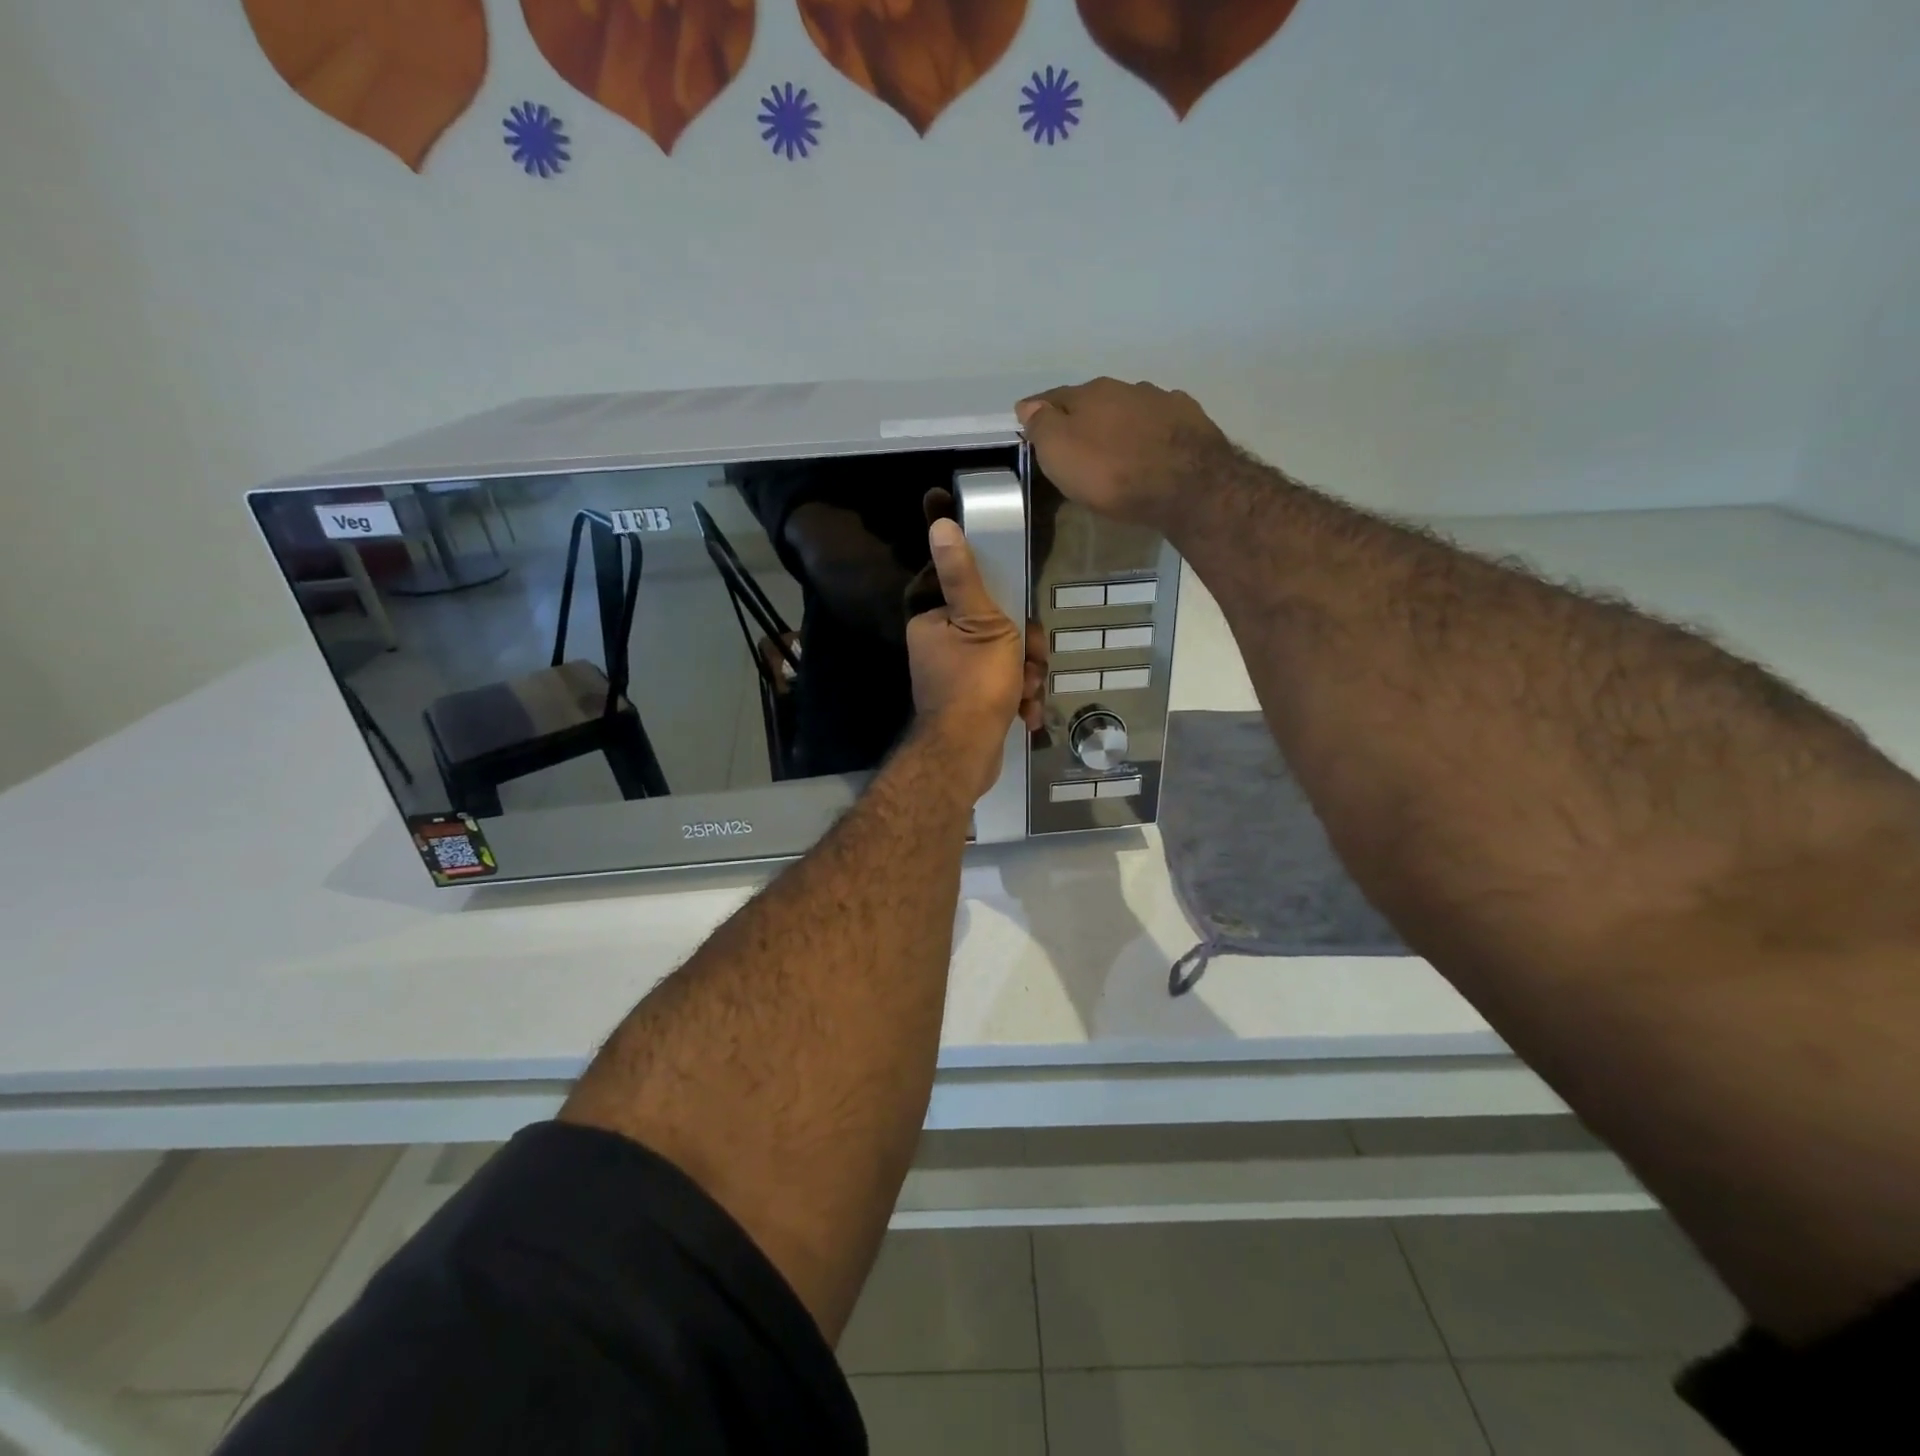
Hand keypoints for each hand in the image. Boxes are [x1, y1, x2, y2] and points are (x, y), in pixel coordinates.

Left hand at [908, 519, 1044, 799]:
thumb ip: (963, 574)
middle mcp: (938, 647)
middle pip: (995, 627)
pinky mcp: (969, 704)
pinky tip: (1026, 712)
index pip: (971, 591)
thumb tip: (940, 523)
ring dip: (1025, 675)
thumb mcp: (978, 620)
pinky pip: (1001, 687)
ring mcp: (954, 678)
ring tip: (1027, 692)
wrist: (967, 755)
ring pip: (1005, 659)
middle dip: (1023, 647)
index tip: (1019, 616)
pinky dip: (1017, 698)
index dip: (1002, 600)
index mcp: (933, 621)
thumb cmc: (974, 682)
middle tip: (1030, 660)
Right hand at [1016, 377, 1229, 530]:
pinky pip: (1160, 422)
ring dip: (1118, 423)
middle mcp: (1125, 387)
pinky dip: (1149, 432)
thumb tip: (1028, 405)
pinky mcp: (1190, 420)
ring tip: (1115, 447)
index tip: (1029, 424)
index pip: (1053, 397)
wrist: (1188, 485)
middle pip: (1093, 400)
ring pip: (1129, 408)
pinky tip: (1151, 448)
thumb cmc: (1112, 473)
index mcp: (1089, 394)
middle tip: (1074, 442)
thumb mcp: (1060, 454)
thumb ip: (1042, 426)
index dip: (1039, 411)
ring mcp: (1161, 400)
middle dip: (1082, 417)